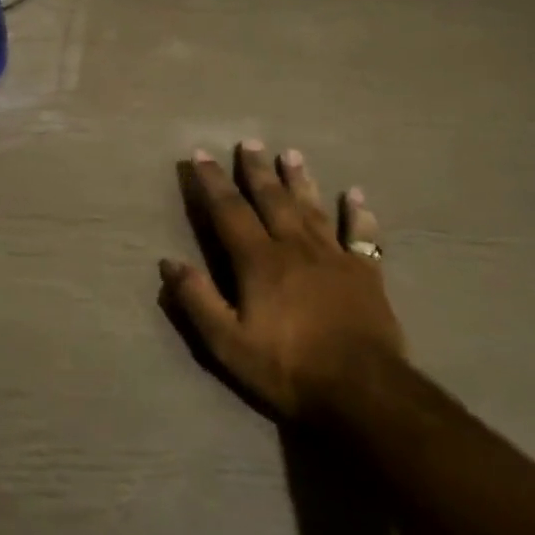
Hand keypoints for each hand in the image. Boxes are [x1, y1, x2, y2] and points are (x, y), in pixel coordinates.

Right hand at [160, 142, 405, 422]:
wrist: (364, 393)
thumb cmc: (288, 368)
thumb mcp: (228, 343)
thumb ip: (198, 300)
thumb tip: (168, 262)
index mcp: (259, 261)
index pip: (229, 211)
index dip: (213, 182)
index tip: (201, 154)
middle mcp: (294, 247)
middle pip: (272, 199)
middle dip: (257, 170)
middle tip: (249, 142)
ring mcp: (334, 258)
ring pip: (312, 208)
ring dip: (300, 180)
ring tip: (291, 154)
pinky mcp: (366, 275)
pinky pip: (362, 236)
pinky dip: (358, 214)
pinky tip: (356, 194)